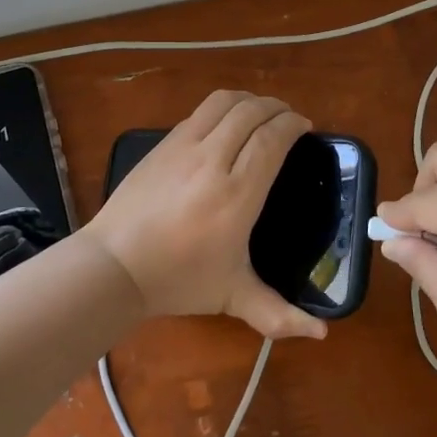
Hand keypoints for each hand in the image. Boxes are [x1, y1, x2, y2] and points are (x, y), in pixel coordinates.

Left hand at [84, 90, 327, 340]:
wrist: (115, 265)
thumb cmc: (178, 280)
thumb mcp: (232, 297)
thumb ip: (279, 314)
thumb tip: (322, 335)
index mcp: (237, 194)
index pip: (272, 139)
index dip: (292, 125)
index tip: (304, 128)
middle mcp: (213, 160)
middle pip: (251, 112)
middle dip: (276, 108)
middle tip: (287, 119)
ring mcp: (183, 146)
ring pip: (223, 103)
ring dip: (249, 101)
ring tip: (260, 113)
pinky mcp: (162, 144)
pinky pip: (199, 112)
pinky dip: (221, 108)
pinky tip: (224, 124)